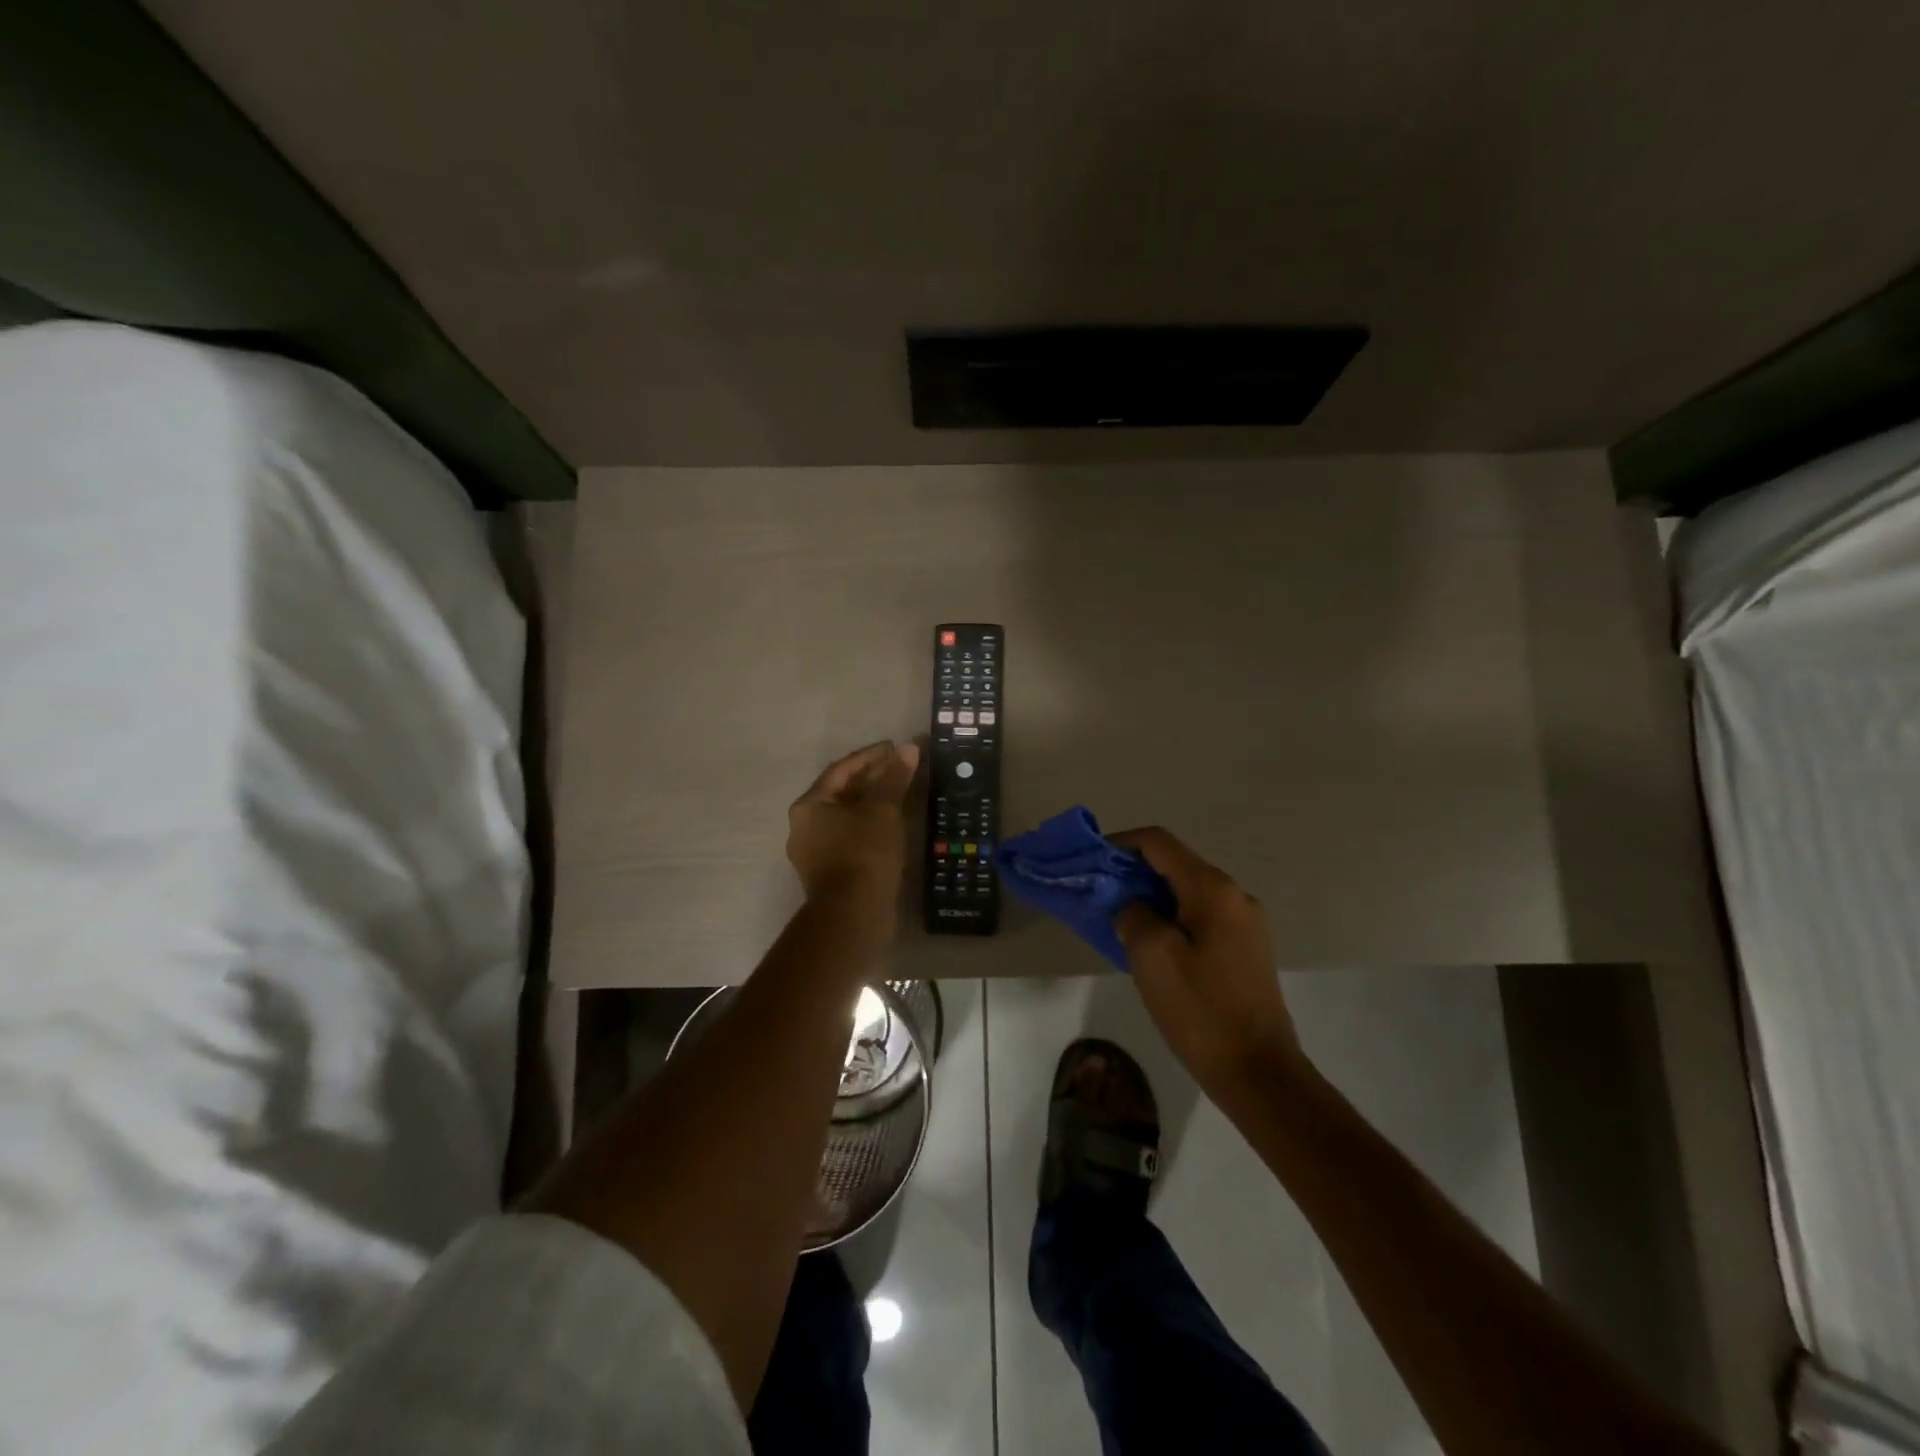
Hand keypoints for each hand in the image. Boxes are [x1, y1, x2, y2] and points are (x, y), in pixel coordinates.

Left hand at [787, 740, 920, 925]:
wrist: (854, 916)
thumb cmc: (864, 854)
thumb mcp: (882, 810)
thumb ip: (894, 778)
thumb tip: (909, 748)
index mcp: (809, 806)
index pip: (841, 770)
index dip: (870, 756)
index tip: (895, 748)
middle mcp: (805, 827)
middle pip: (842, 793)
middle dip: (873, 779)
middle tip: (901, 768)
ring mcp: (815, 853)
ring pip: (848, 818)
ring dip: (874, 804)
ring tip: (902, 794)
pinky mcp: (831, 873)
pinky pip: (852, 839)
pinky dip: (872, 827)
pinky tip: (894, 825)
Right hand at [1109, 827, 1303, 1097]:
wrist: (1259, 1073)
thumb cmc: (1200, 1010)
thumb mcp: (1151, 956)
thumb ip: (1133, 915)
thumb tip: (1134, 907)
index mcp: (1213, 889)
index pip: (1159, 843)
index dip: (1120, 843)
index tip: (1091, 860)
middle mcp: (1235, 895)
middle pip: (1175, 865)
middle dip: (1133, 873)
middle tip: (1099, 894)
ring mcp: (1246, 923)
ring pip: (1187, 892)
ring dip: (1151, 897)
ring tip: (1120, 920)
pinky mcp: (1247, 949)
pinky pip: (1201, 917)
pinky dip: (1171, 918)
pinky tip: (1152, 945)